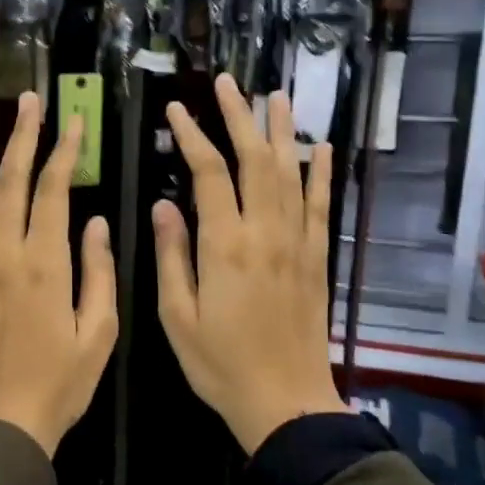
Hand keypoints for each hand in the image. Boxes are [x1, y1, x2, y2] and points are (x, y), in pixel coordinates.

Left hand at [0, 90, 118, 457]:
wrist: (1, 423)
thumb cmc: (60, 383)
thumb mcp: (99, 333)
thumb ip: (99, 272)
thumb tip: (97, 221)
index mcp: (46, 264)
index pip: (53, 191)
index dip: (63, 152)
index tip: (73, 122)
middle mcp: (4, 254)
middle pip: (10, 182)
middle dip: (21, 137)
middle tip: (28, 101)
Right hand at [153, 75, 347, 454]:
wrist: (284, 401)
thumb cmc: (220, 364)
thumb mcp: (176, 316)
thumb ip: (172, 256)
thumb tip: (162, 206)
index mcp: (225, 246)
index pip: (208, 174)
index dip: (192, 136)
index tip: (177, 110)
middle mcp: (266, 233)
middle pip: (255, 159)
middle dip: (239, 117)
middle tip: (226, 83)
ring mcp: (298, 243)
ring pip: (291, 173)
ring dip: (282, 131)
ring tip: (275, 95)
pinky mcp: (317, 258)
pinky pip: (321, 206)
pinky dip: (321, 173)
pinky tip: (321, 147)